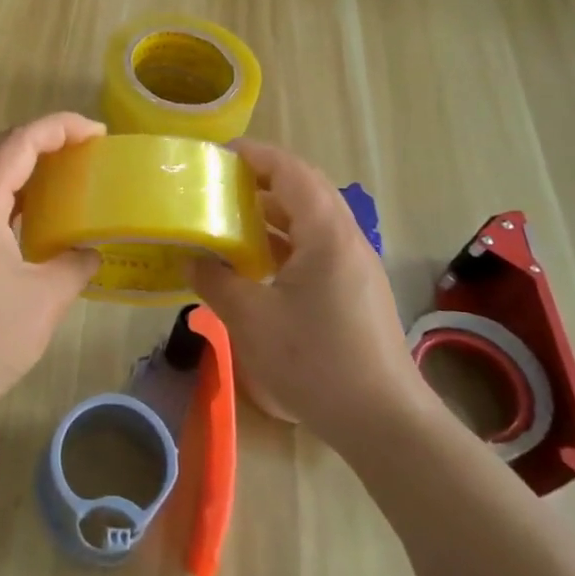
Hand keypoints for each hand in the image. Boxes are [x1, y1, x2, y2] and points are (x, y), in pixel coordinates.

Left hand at [0, 113, 103, 427]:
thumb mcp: (43, 301)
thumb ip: (74, 266)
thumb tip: (90, 252)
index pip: (20, 142)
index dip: (61, 127)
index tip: (99, 132)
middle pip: (0, 150)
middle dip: (44, 140)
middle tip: (86, 149)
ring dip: (26, 168)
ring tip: (67, 177)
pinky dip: (13, 198)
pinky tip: (36, 221)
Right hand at [191, 140, 427, 441]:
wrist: (383, 420)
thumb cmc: (315, 360)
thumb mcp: (251, 318)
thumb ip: (216, 281)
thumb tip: (191, 260)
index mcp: (325, 232)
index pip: (290, 170)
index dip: (254, 154)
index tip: (217, 154)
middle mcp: (346, 238)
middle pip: (304, 189)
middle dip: (261, 179)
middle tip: (219, 184)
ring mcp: (355, 265)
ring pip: (311, 220)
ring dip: (272, 213)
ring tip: (231, 219)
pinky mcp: (355, 290)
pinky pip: (316, 247)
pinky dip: (284, 242)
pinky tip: (257, 264)